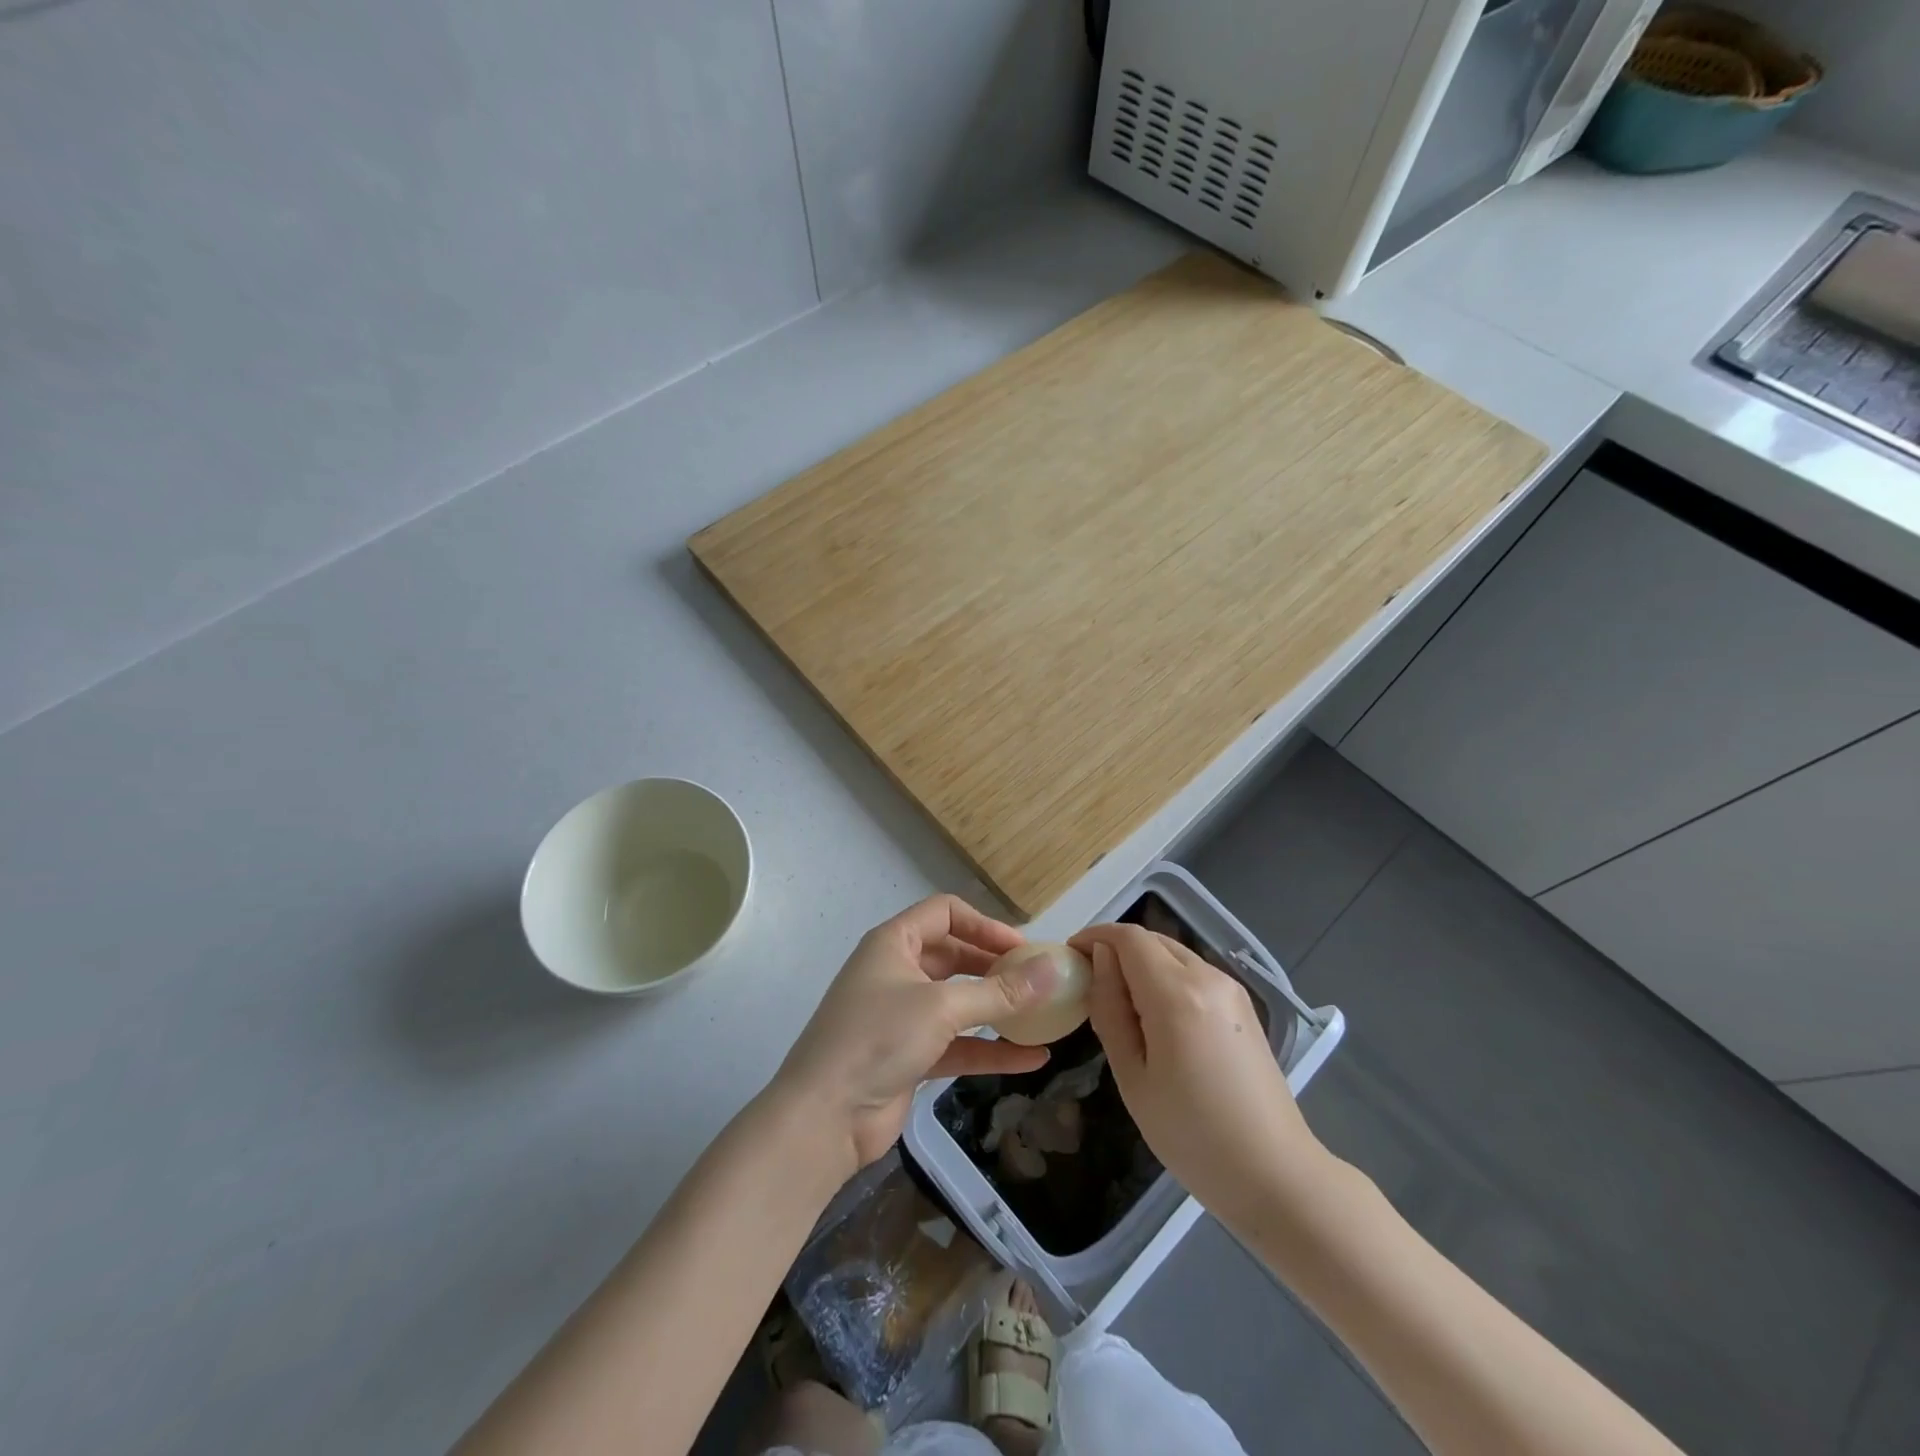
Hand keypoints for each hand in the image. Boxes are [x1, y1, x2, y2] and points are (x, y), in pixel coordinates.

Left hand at [773, 895, 1060, 1179]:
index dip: (985, 925)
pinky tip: (1032, 1059)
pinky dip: (991, 1049)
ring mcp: (903, 1016)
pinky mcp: (910, 1056)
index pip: (945, 913)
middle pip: (955, 956)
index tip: (1024, 948)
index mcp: (895, 943)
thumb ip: (999, 991)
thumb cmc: (878, 1039)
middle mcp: (898, 972)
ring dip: (998, 1009)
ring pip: (959, 1002)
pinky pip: (958, 1043)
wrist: (823, 1118)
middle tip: (1039, 981)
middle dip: (996, 967)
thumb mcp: (941, 1008)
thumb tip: (1052, 969)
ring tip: (1043, 1016)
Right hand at [1071, 923, 1329, 1226]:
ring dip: (1142, 964)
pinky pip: (1194, 974)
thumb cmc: (1191, 1134)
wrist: (1275, 1175)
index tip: (1070, 956)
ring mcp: (1231, 990)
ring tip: (1120, 1004)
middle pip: (1152, 940)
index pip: (1128, 938)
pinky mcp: (1243, 1007)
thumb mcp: (1132, 1076)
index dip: (1095, 937)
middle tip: (1089, 982)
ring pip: (1174, 955)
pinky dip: (1166, 978)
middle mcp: (1207, 978)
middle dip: (1116, 949)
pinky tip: (1156, 1019)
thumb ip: (1111, 1008)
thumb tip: (1101, 959)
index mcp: (1176, 993)